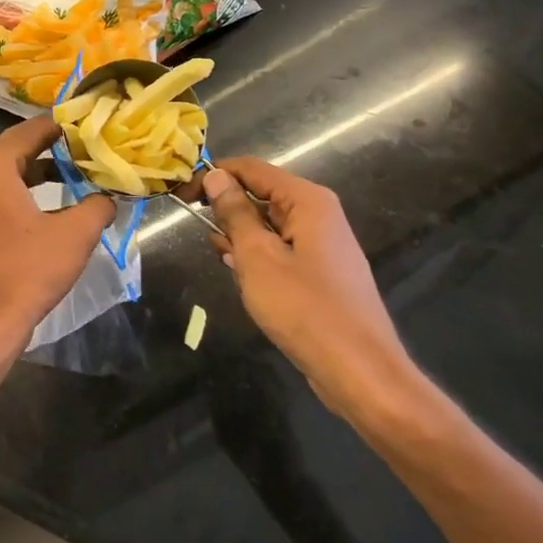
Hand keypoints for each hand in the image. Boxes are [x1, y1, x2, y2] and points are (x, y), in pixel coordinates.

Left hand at [0, 117, 115, 359]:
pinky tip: (59, 204)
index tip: (85, 121)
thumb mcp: (76, 233)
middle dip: (52, 145)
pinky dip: (31, 191)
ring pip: (12, 173)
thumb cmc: (30, 268)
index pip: (28, 130)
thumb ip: (97, 205)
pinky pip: (7, 195)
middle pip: (18, 149)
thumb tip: (109, 197)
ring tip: (77, 170)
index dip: (58, 124)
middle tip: (85, 142)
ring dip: (42, 170)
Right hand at [202, 158, 420, 424]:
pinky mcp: (322, 272)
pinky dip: (258, 257)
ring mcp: (322, 244)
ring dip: (241, 238)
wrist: (361, 373)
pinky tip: (244, 279)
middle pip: (261, 194)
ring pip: (268, 225)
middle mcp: (318, 214)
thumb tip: (216, 176)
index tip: (181, 197)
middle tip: (204, 238)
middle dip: (228, 211)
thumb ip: (235, 212)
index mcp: (307, 201)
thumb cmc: (305, 309)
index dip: (213, 176)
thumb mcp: (258, 257)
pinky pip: (281, 249)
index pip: (251, 169)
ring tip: (225, 262)